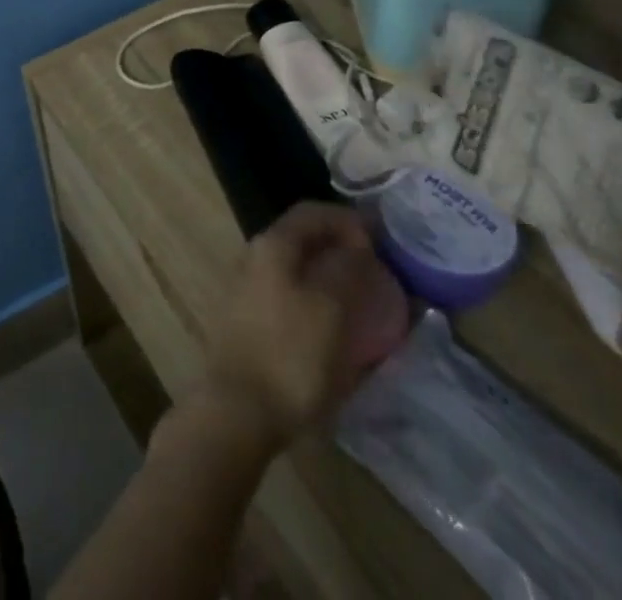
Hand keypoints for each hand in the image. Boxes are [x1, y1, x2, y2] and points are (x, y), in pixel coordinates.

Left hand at [196, 202, 407, 450]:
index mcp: (272, 244)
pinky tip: (335, 324)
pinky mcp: (249, 319)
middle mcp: (255, 256)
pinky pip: (290, 293)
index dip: (348, 219)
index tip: (383, 240)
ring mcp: (248, 287)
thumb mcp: (330, 308)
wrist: (238, 409)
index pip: (313, 212)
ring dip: (328, 274)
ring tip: (362, 297)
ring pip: (296, 267)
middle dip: (340, 246)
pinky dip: (316, 297)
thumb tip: (357, 246)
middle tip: (377, 268)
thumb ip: (346, 268)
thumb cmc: (290, 354)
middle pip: (302, 237)